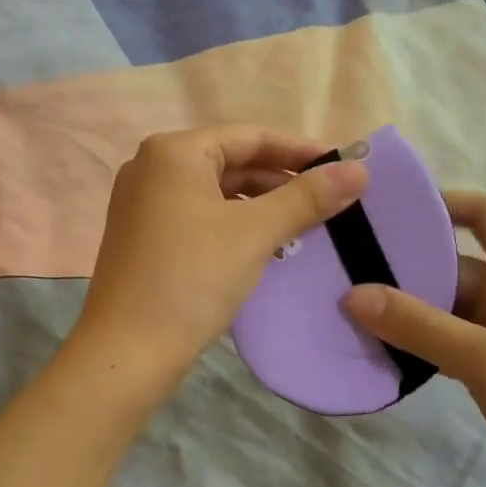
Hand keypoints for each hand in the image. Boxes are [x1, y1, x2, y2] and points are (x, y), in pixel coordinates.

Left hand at [75, 125, 368, 384]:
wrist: (126, 351)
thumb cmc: (191, 279)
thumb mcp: (254, 233)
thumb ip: (307, 197)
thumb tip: (359, 169)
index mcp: (173, 152)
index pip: (250, 136)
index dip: (300, 150)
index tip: (343, 167)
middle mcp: (152, 167)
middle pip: (231, 161)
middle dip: (281, 180)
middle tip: (330, 201)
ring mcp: (142, 202)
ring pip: (216, 191)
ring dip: (260, 205)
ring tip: (304, 227)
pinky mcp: (143, 234)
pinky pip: (198, 215)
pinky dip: (233, 224)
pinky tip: (264, 246)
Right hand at [344, 191, 485, 486]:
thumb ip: (420, 327)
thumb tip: (352, 295)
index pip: (484, 214)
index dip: (438, 203)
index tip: (381, 210)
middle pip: (454, 263)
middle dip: (403, 265)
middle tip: (341, 266)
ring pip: (447, 308)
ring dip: (405, 310)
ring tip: (345, 306)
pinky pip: (449, 344)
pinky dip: (418, 344)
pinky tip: (376, 348)